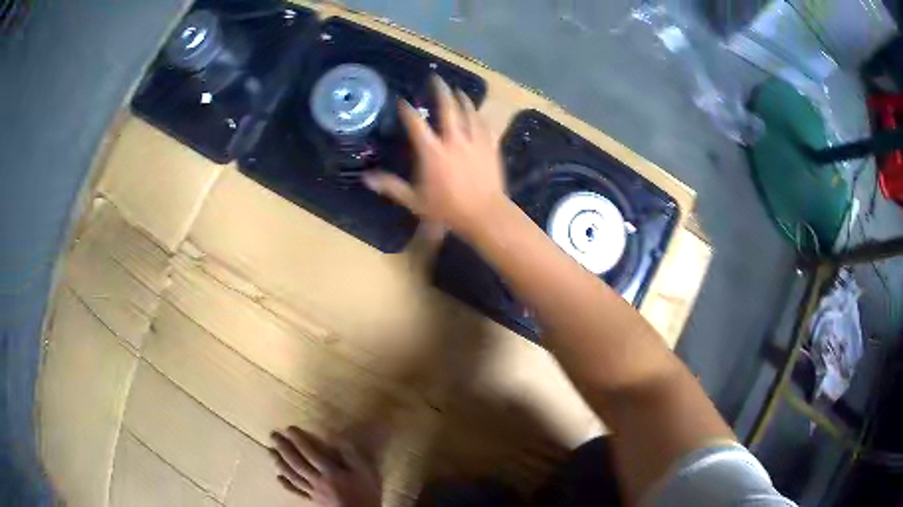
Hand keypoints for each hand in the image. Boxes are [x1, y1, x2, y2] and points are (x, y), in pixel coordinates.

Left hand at [270, 427, 381, 506]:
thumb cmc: (366, 492)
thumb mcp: (365, 471)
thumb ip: (351, 454)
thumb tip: (336, 437)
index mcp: (330, 472)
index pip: (310, 453)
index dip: (298, 440)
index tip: (288, 428)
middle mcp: (318, 480)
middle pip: (297, 463)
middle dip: (284, 448)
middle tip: (273, 435)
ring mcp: (313, 492)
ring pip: (292, 476)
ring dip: (279, 463)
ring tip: (269, 451)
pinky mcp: (313, 501)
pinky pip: (297, 492)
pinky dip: (286, 484)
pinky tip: (279, 477)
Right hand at [362, 76, 506, 239]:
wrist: (484, 214)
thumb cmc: (448, 209)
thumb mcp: (414, 200)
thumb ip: (391, 187)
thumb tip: (366, 178)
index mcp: (432, 151)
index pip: (416, 124)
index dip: (407, 110)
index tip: (402, 100)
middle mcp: (453, 140)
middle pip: (447, 108)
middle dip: (440, 90)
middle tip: (436, 78)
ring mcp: (474, 141)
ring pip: (469, 112)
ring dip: (462, 99)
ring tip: (458, 90)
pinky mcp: (490, 147)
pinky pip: (485, 125)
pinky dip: (479, 116)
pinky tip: (478, 112)